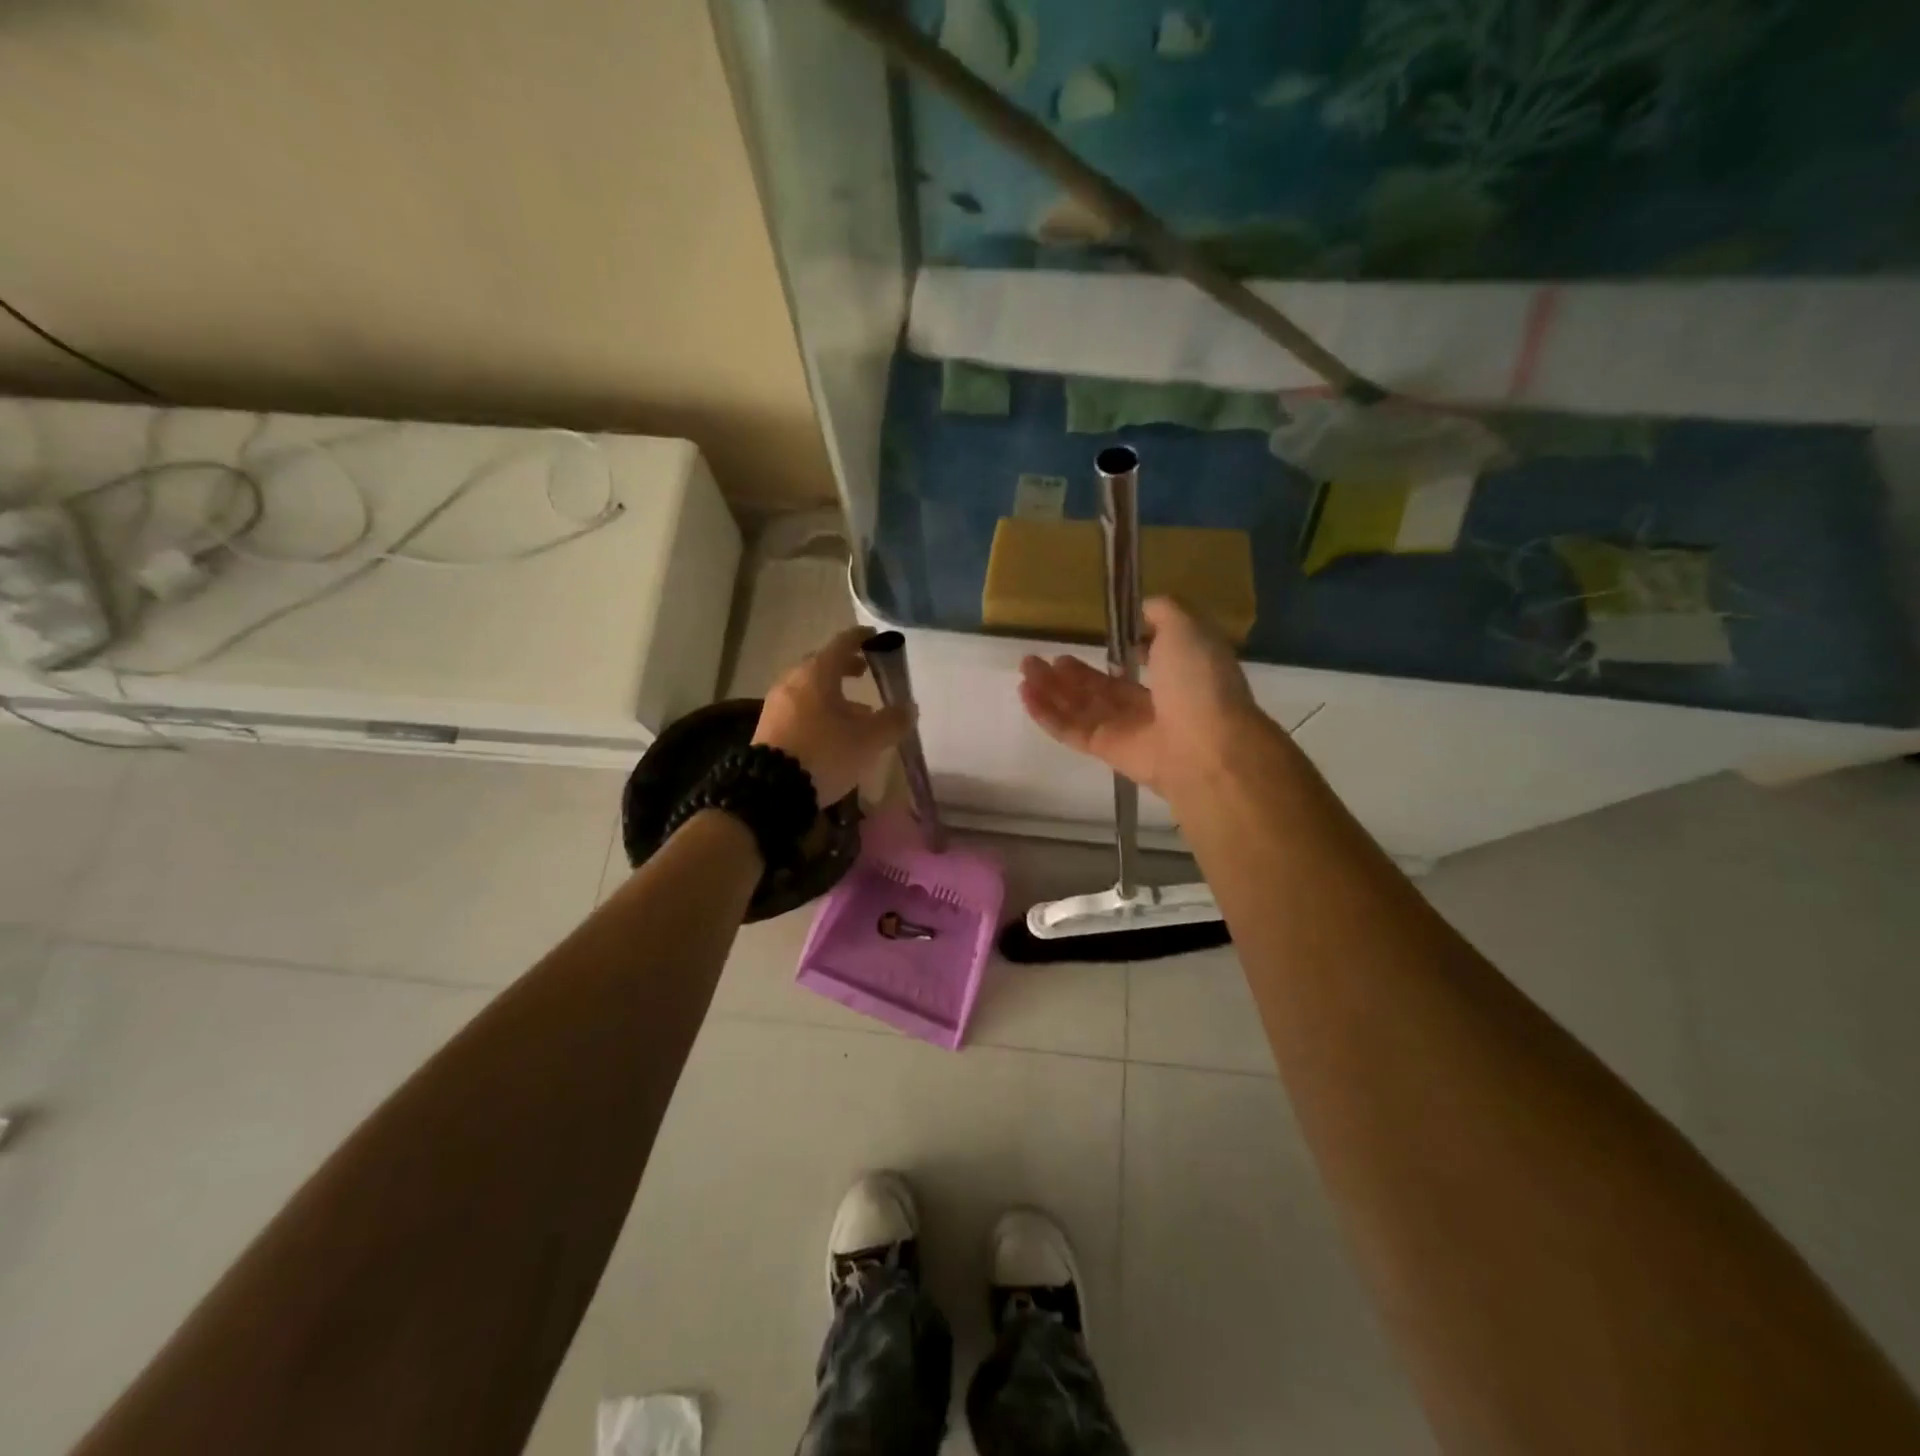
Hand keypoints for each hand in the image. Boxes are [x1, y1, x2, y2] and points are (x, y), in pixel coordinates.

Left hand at [754, 627, 914, 806]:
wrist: (772, 789)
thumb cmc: (825, 753)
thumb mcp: (868, 740)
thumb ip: (892, 721)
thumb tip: (910, 708)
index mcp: (817, 673)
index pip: (842, 643)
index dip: (861, 638)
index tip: (875, 637)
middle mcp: (793, 681)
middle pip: (822, 665)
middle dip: (845, 667)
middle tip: (865, 672)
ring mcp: (777, 704)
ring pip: (810, 689)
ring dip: (833, 694)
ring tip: (857, 712)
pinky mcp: (769, 727)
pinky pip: (799, 708)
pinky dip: (819, 710)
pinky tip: (833, 732)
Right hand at [1018, 597, 1263, 799]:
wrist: (1204, 745)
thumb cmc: (1198, 681)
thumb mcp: (1187, 628)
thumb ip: (1163, 613)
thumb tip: (1142, 610)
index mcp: (1177, 674)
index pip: (1145, 663)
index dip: (1121, 650)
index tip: (1100, 636)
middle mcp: (1153, 703)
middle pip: (1102, 687)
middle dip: (1071, 673)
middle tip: (1043, 657)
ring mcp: (1128, 730)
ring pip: (1082, 707)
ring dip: (1052, 688)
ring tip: (1027, 668)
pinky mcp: (1106, 750)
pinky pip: (1071, 730)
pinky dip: (1047, 713)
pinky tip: (1025, 693)